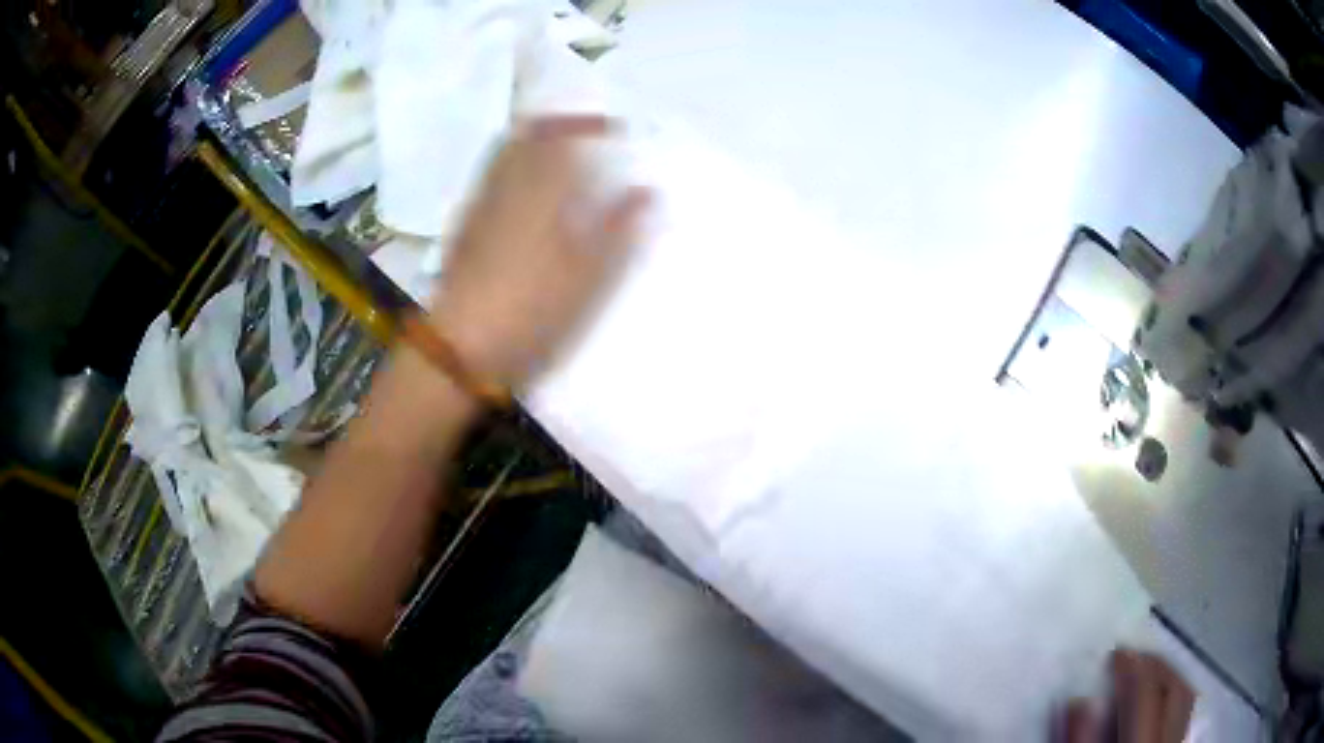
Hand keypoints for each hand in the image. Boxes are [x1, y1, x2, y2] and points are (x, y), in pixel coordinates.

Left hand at [429, 115, 649, 390]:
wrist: (459, 348)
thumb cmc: (529, 308)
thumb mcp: (587, 276)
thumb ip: (618, 229)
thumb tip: (646, 193)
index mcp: (536, 188)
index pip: (559, 134)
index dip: (587, 125)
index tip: (614, 130)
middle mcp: (502, 186)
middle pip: (523, 137)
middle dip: (555, 127)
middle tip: (585, 140)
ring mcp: (478, 207)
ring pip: (504, 159)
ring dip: (533, 149)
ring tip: (563, 167)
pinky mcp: (464, 231)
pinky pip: (492, 183)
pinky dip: (515, 175)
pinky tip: (530, 203)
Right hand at [1062, 650, 1193, 742]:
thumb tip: (1080, 702)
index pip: (1145, 697)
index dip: (1132, 669)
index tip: (1116, 653)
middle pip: (1175, 691)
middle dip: (1157, 666)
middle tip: (1134, 656)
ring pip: (1186, 699)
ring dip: (1170, 677)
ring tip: (1149, 671)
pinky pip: (1185, 715)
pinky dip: (1174, 698)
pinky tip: (1162, 700)